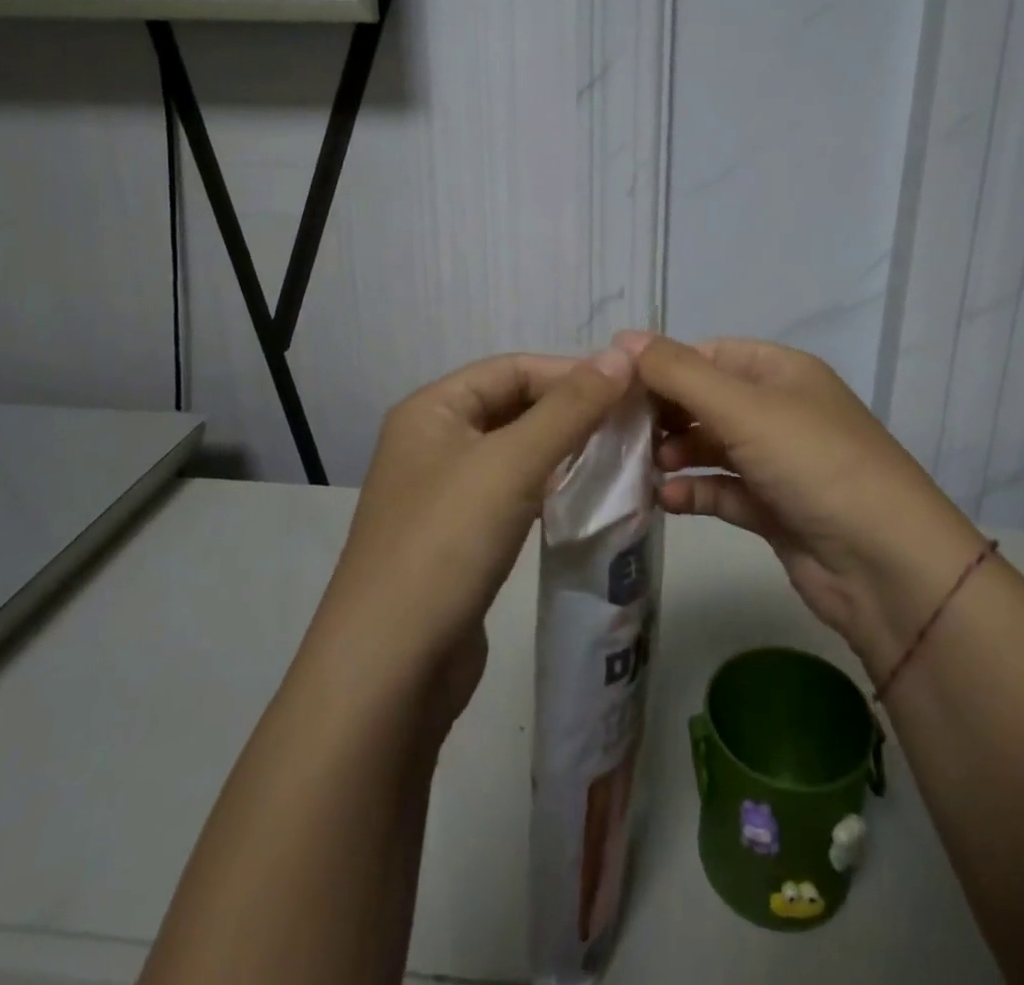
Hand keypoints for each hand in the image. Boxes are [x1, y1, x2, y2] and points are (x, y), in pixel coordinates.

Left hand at [309, 348, 635, 734]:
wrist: (390, 669)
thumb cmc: (447, 543)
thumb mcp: (512, 463)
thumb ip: (570, 408)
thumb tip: (623, 354)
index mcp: (431, 409)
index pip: (512, 368)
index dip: (570, 372)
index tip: (630, 389)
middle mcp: (432, 441)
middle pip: (513, 407)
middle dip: (571, 411)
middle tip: (633, 425)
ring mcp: (443, 493)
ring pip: (516, 452)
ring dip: (564, 450)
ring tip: (620, 458)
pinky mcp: (458, 537)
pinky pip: (512, 493)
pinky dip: (548, 488)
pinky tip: (585, 499)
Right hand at [623, 332, 982, 674]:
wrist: (886, 565)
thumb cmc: (814, 463)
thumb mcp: (744, 407)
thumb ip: (678, 372)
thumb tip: (623, 337)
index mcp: (781, 371)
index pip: (709, 354)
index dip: (662, 365)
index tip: (613, 384)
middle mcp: (780, 410)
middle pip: (706, 399)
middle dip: (664, 412)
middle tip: (618, 430)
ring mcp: (778, 461)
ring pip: (711, 446)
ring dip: (675, 453)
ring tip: (642, 465)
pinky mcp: (774, 508)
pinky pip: (723, 490)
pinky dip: (694, 491)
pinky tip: (664, 499)